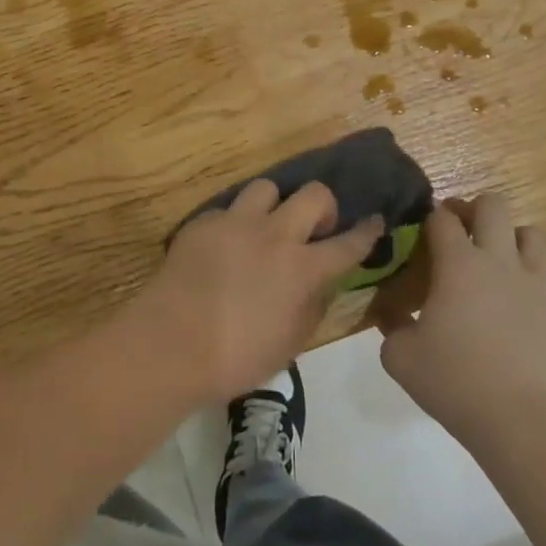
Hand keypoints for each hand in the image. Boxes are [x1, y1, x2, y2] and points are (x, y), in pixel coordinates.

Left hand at [136, 180, 381, 405]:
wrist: (171, 342)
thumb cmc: (236, 357)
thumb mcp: (289, 344)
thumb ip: (312, 307)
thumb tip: (319, 284)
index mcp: (303, 269)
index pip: (347, 244)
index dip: (366, 232)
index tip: (375, 221)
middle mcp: (276, 235)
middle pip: (314, 195)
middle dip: (323, 207)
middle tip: (314, 229)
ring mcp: (237, 223)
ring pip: (268, 188)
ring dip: (275, 206)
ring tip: (266, 227)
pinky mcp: (205, 222)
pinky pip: (229, 209)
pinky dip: (235, 223)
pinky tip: (225, 244)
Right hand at [374, 193, 545, 446]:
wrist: (521, 419)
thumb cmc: (453, 380)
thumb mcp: (400, 356)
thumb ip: (392, 326)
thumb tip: (391, 315)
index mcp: (458, 264)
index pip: (443, 217)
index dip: (431, 216)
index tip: (423, 230)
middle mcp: (498, 262)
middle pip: (493, 205)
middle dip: (474, 208)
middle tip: (459, 233)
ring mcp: (533, 287)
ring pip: (532, 234)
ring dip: (511, 237)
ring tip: (494, 261)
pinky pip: (543, 284)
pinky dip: (525, 288)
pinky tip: (510, 318)